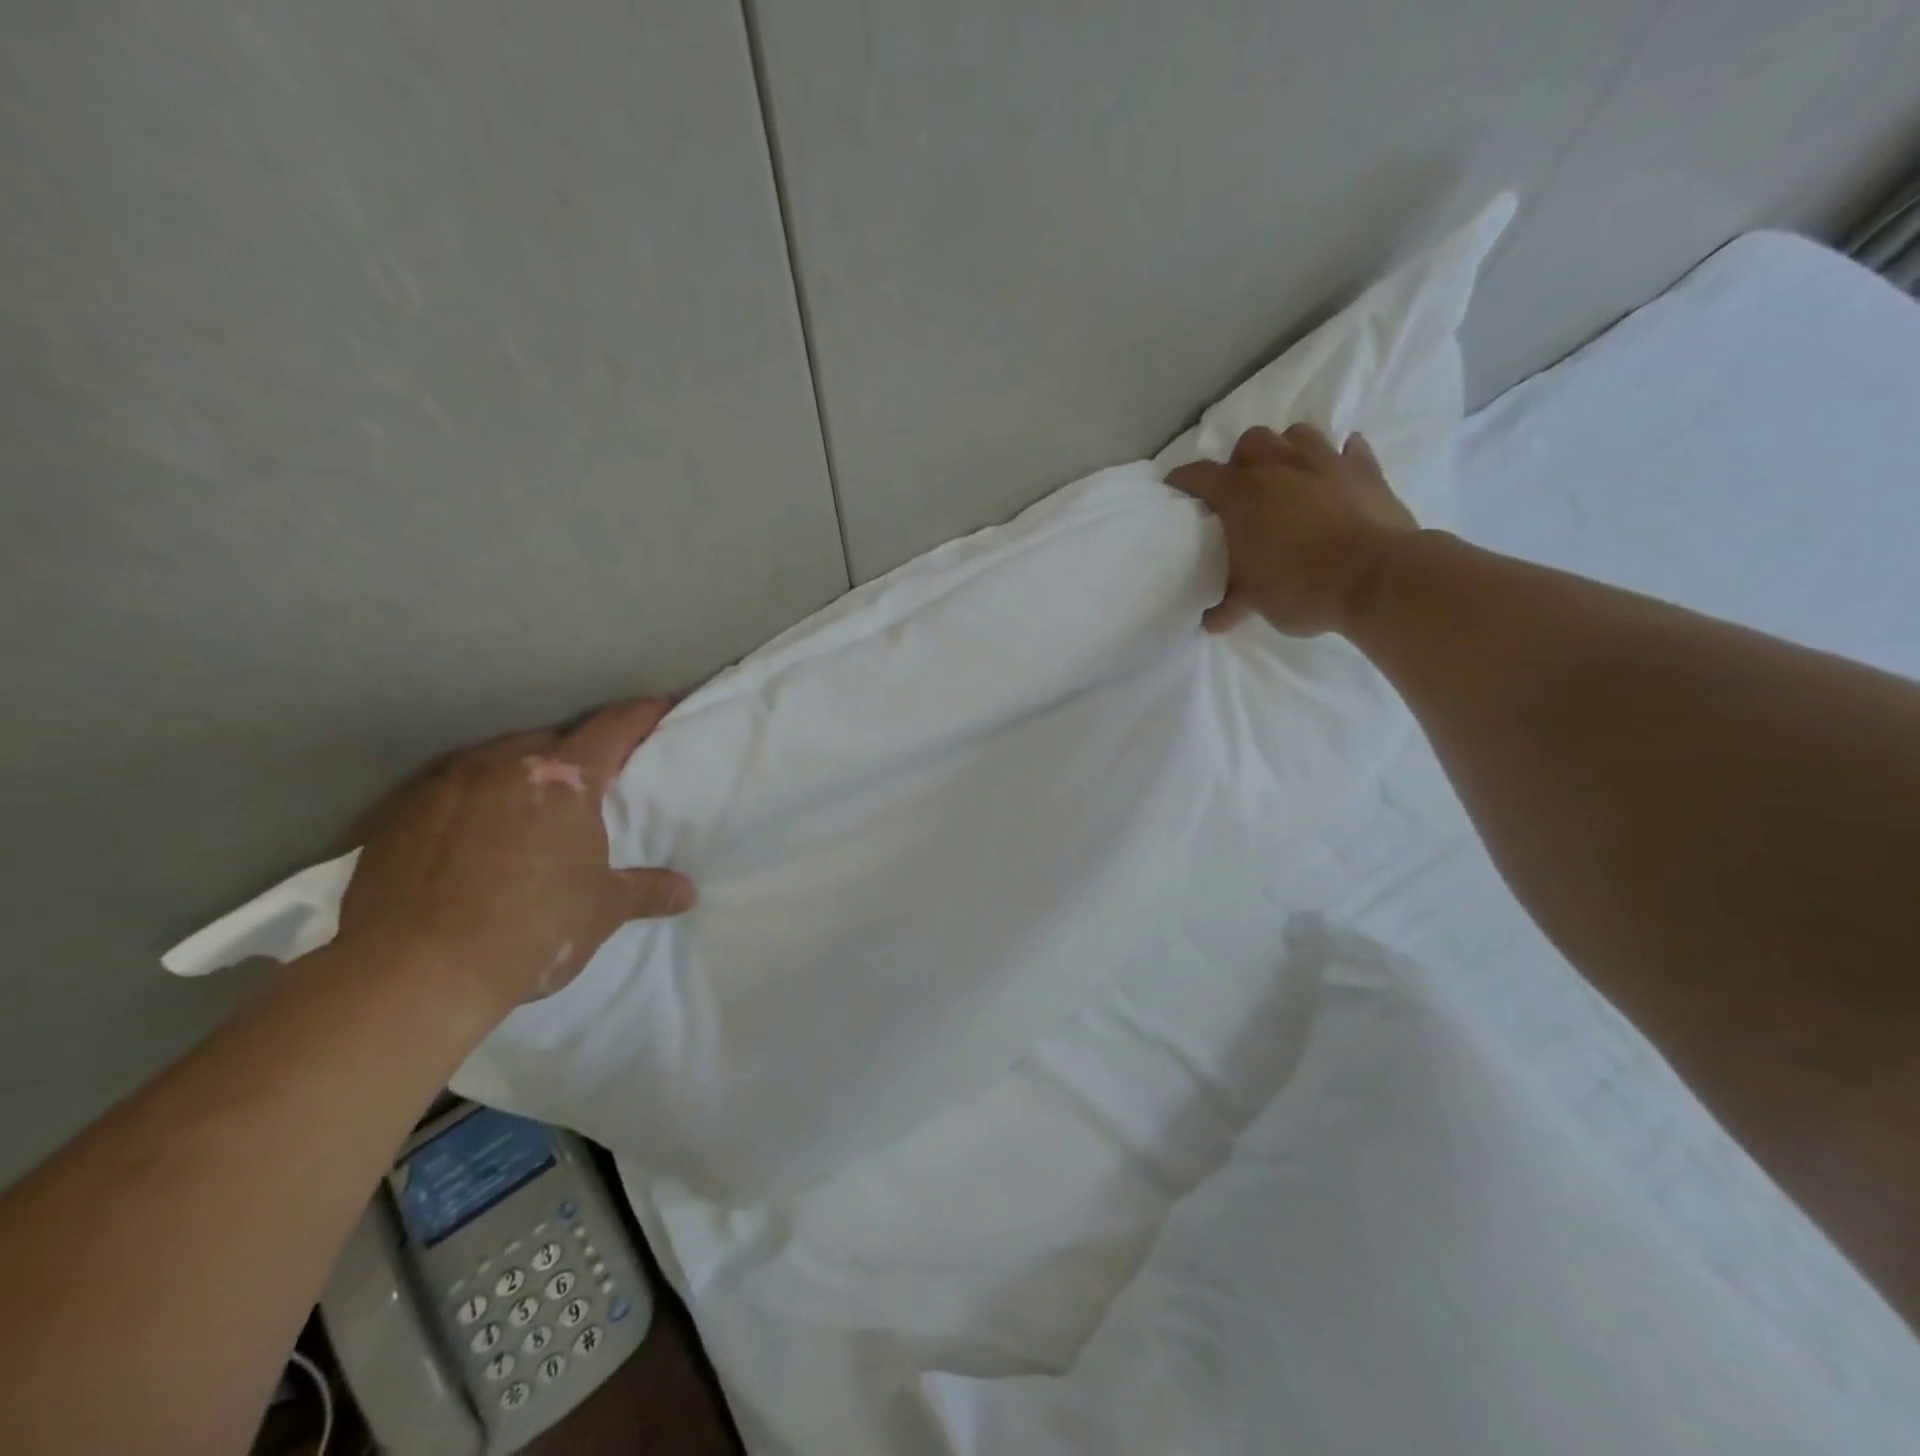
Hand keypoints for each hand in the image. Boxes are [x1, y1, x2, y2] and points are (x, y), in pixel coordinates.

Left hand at [337, 698, 695, 1013]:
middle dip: (576, 752)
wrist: (412, 973)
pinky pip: (450, 793)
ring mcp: (444, 785)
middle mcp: (504, 764)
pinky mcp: (397, 815)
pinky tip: (472, 838)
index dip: (641, 714)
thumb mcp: (601, 911)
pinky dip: (472, 803)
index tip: (658, 707)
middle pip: (552, 740)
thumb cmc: (531, 929)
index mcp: (564, 779)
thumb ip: (646, 891)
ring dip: (520, 774)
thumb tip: (688, 893)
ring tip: (529, 806)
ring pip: (496, 761)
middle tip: (592, 778)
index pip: (614, 728)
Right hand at [1167, 423, 1415, 636]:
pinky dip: (1338, 459)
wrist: (1376, 579)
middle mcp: (1280, 466)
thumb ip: (1228, 606)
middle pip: (1250, 442)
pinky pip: (1349, 450)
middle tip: (1242, 491)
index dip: (1183, 481)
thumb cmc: (1299, 587)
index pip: (1199, 476)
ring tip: (1287, 478)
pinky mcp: (1367, 470)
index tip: (1175, 489)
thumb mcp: (1253, 603)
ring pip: (1298, 434)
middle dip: (1241, 461)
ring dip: (1287, 451)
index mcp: (1242, 493)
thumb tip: (1211, 622)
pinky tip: (1335, 478)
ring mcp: (1327, 462)